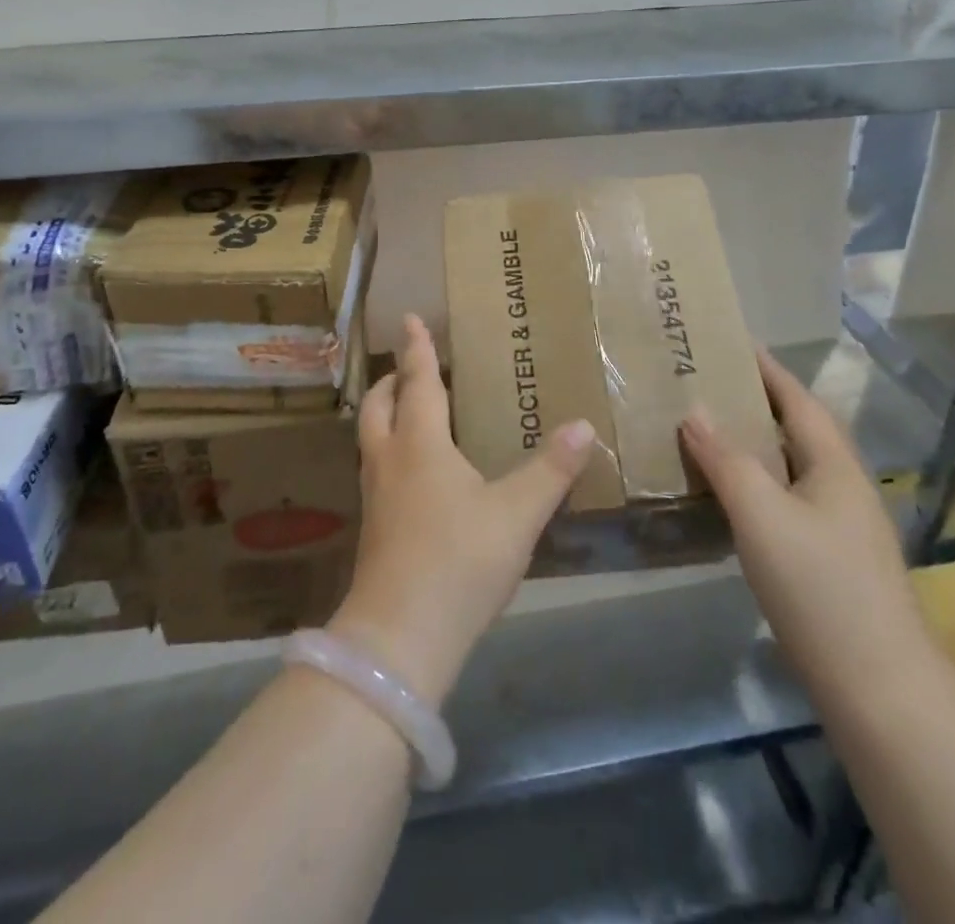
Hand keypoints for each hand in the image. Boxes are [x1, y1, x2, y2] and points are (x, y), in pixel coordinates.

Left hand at [330, 314, 594, 706]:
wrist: (399, 636)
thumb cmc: (458, 561)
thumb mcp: (516, 514)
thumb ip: (551, 470)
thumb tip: (583, 425)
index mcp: (420, 443)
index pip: (416, 381)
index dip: (416, 348)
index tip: (410, 318)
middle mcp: (390, 460)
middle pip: (378, 406)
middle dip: (390, 381)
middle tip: (406, 368)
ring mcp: (376, 496)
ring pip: (371, 438)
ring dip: (385, 415)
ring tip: (408, 412)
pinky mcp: (374, 529)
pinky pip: (377, 470)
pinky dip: (390, 451)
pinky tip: (413, 475)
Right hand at [680, 350, 937, 701]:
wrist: (880, 689)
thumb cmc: (820, 588)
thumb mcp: (763, 515)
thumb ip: (727, 460)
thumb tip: (694, 413)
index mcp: (834, 466)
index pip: (797, 399)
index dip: (766, 369)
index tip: (732, 341)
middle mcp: (843, 487)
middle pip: (796, 429)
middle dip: (756, 402)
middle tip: (706, 385)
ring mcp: (841, 526)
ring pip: (791, 467)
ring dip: (754, 444)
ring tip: (708, 432)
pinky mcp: (831, 560)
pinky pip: (787, 499)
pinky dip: (757, 483)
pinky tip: (729, 496)